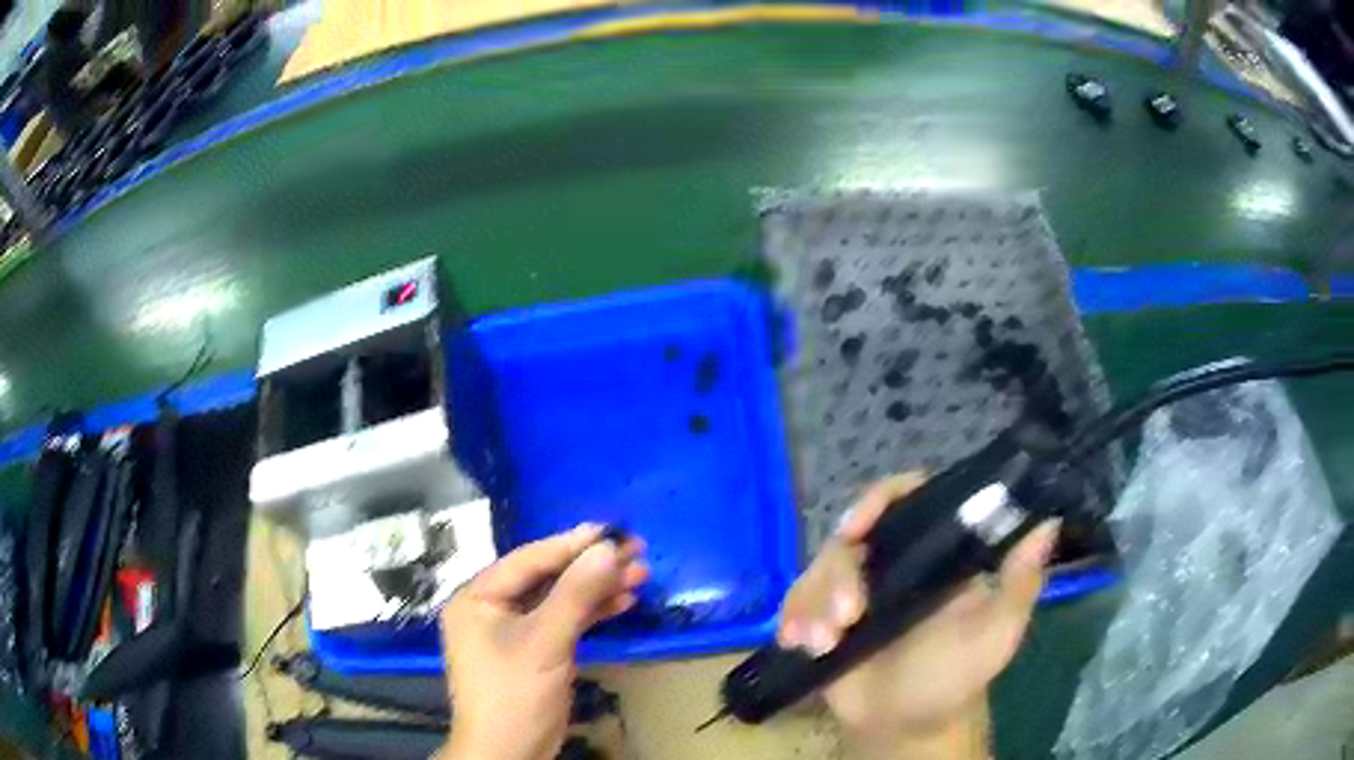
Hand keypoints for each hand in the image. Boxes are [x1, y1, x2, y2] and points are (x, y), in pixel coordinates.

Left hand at [439, 524, 648, 759]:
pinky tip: (622, 602)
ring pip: (559, 599)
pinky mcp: (534, 651)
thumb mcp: (544, 641)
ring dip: (597, 589)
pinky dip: (591, 613)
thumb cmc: (515, 693)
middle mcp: (492, 608)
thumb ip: (575, 593)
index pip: (528, 560)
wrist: (510, 752)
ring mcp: (514, 631)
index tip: (611, 529)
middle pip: (546, 578)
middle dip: (590, 567)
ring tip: (640, 574)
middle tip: (635, 551)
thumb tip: (608, 547)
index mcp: (478, 597)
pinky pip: (563, 622)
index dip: (570, 544)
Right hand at [778, 473, 1058, 759]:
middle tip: (846, 616)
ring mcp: (856, 591)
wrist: (905, 727)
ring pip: (820, 568)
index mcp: (935, 555)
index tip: (860, 524)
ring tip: (820, 644)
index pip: (908, 501)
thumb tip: (1048, 521)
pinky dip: (792, 616)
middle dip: (838, 574)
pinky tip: (796, 642)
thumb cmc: (955, 678)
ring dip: (812, 603)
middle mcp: (895, 564)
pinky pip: (797, 600)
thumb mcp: (995, 634)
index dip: (881, 499)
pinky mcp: (825, 619)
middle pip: (853, 535)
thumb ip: (1020, 583)